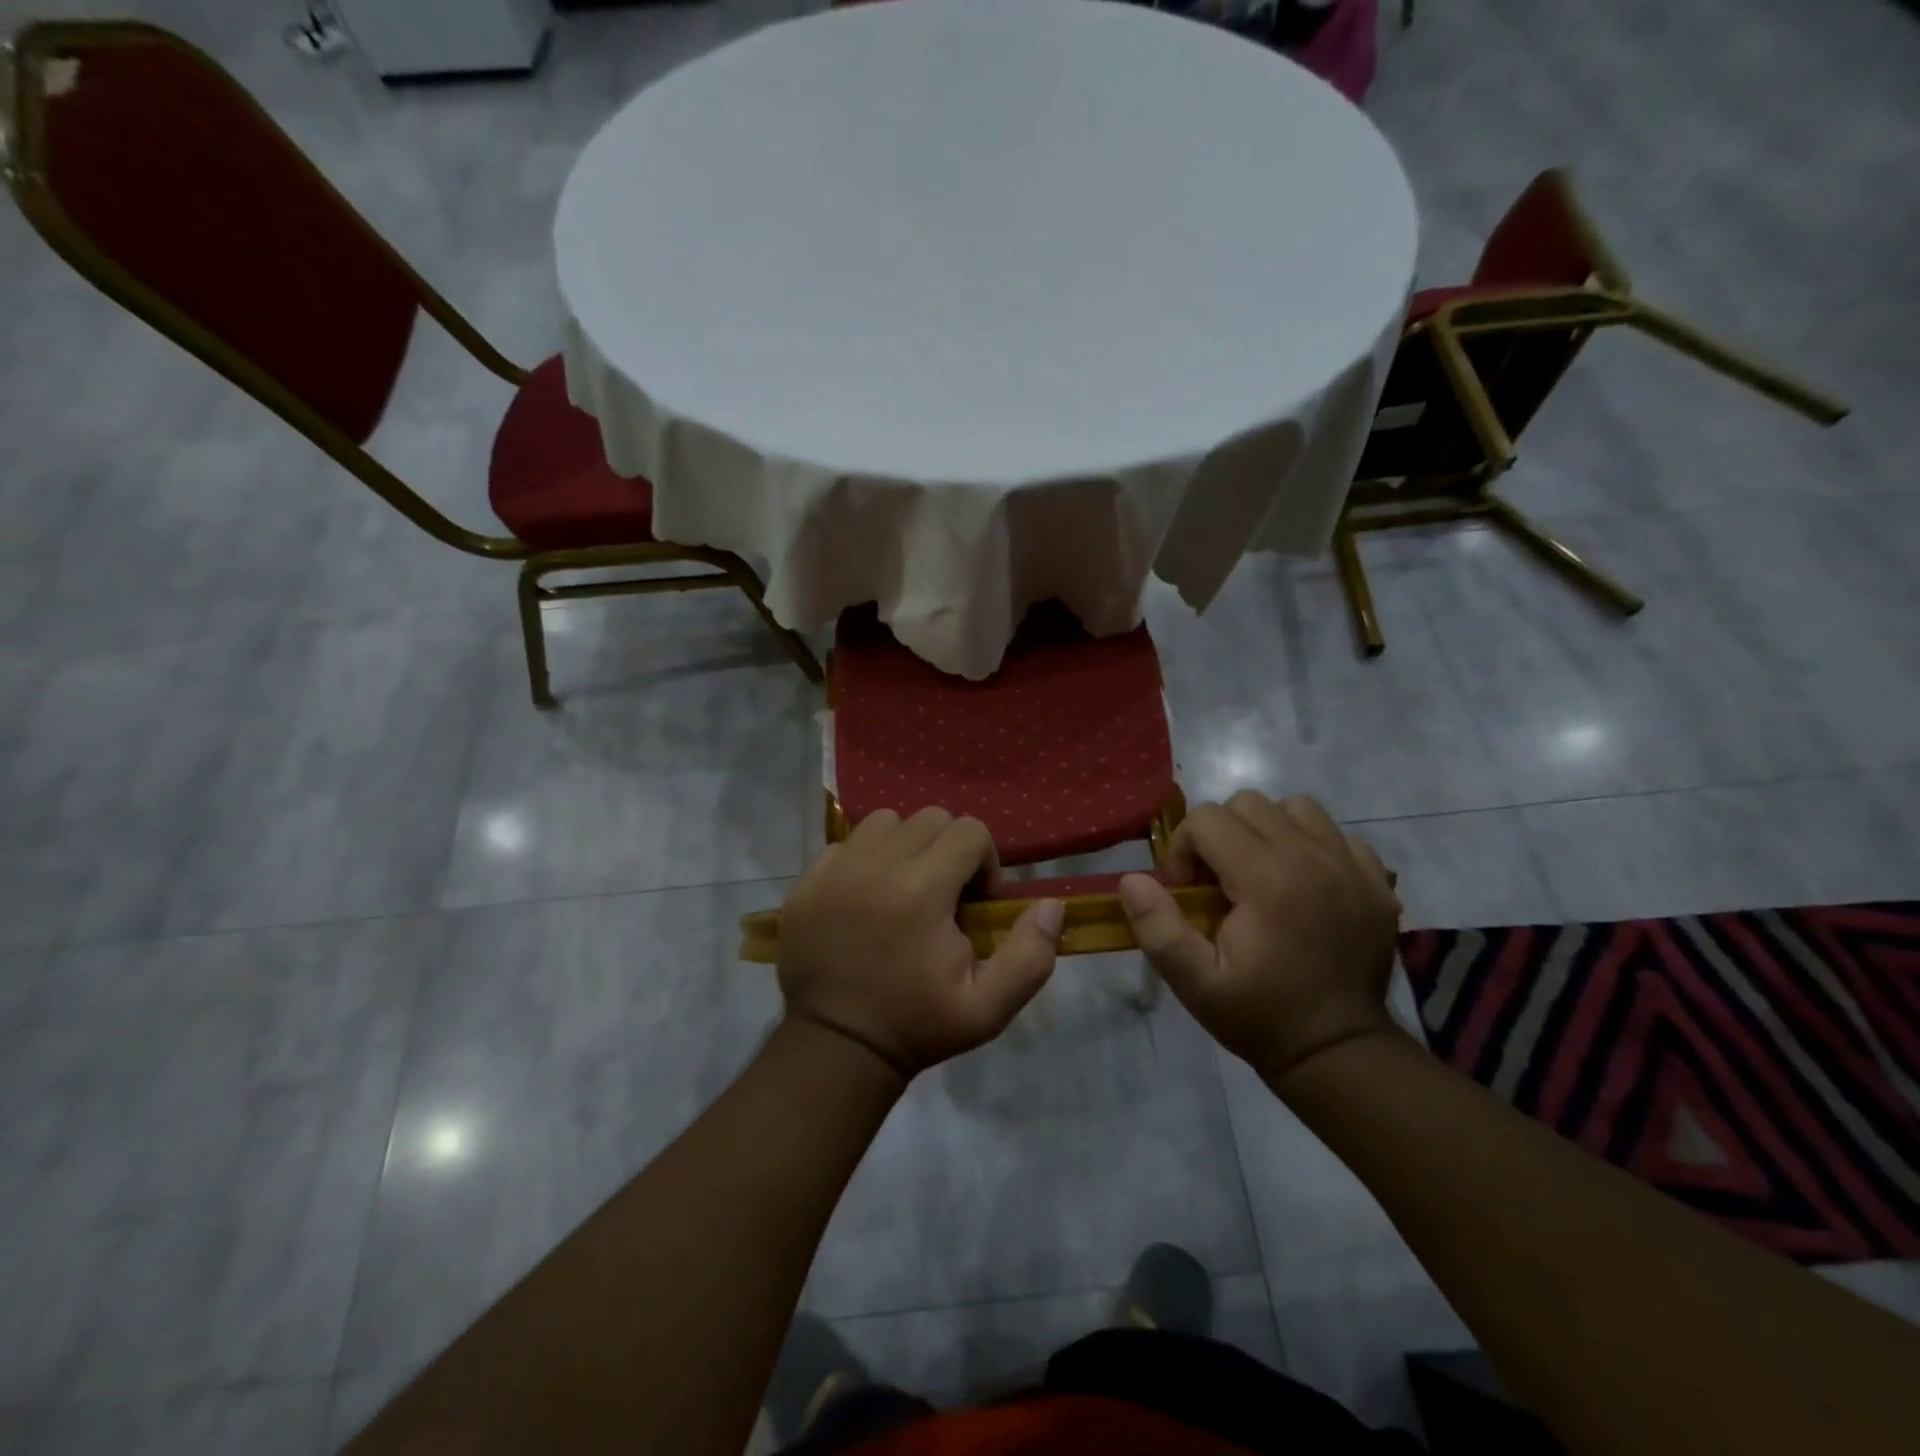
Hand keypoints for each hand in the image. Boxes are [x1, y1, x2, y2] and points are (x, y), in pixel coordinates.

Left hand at [777, 808, 1063, 1081]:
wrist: (836, 1047)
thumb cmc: (917, 1026)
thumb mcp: (988, 1008)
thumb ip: (1030, 955)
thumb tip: (1051, 905)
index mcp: (922, 890)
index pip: (970, 831)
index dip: (985, 862)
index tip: (975, 904)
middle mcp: (876, 866)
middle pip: (930, 818)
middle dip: (949, 849)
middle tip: (944, 896)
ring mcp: (836, 870)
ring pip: (885, 822)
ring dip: (906, 845)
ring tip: (904, 888)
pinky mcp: (807, 882)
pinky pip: (845, 843)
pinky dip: (864, 858)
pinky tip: (866, 897)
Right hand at [1118, 793, 1401, 1086]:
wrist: (1338, 1051)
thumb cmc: (1259, 1015)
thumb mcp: (1194, 983)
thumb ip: (1157, 928)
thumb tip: (1132, 880)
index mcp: (1267, 880)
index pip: (1207, 819)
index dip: (1184, 849)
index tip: (1187, 893)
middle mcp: (1312, 858)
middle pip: (1248, 804)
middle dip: (1219, 835)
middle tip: (1218, 883)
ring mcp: (1350, 865)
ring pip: (1294, 808)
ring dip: (1266, 830)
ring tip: (1259, 873)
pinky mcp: (1376, 879)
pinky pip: (1335, 833)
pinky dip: (1310, 845)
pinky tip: (1302, 884)